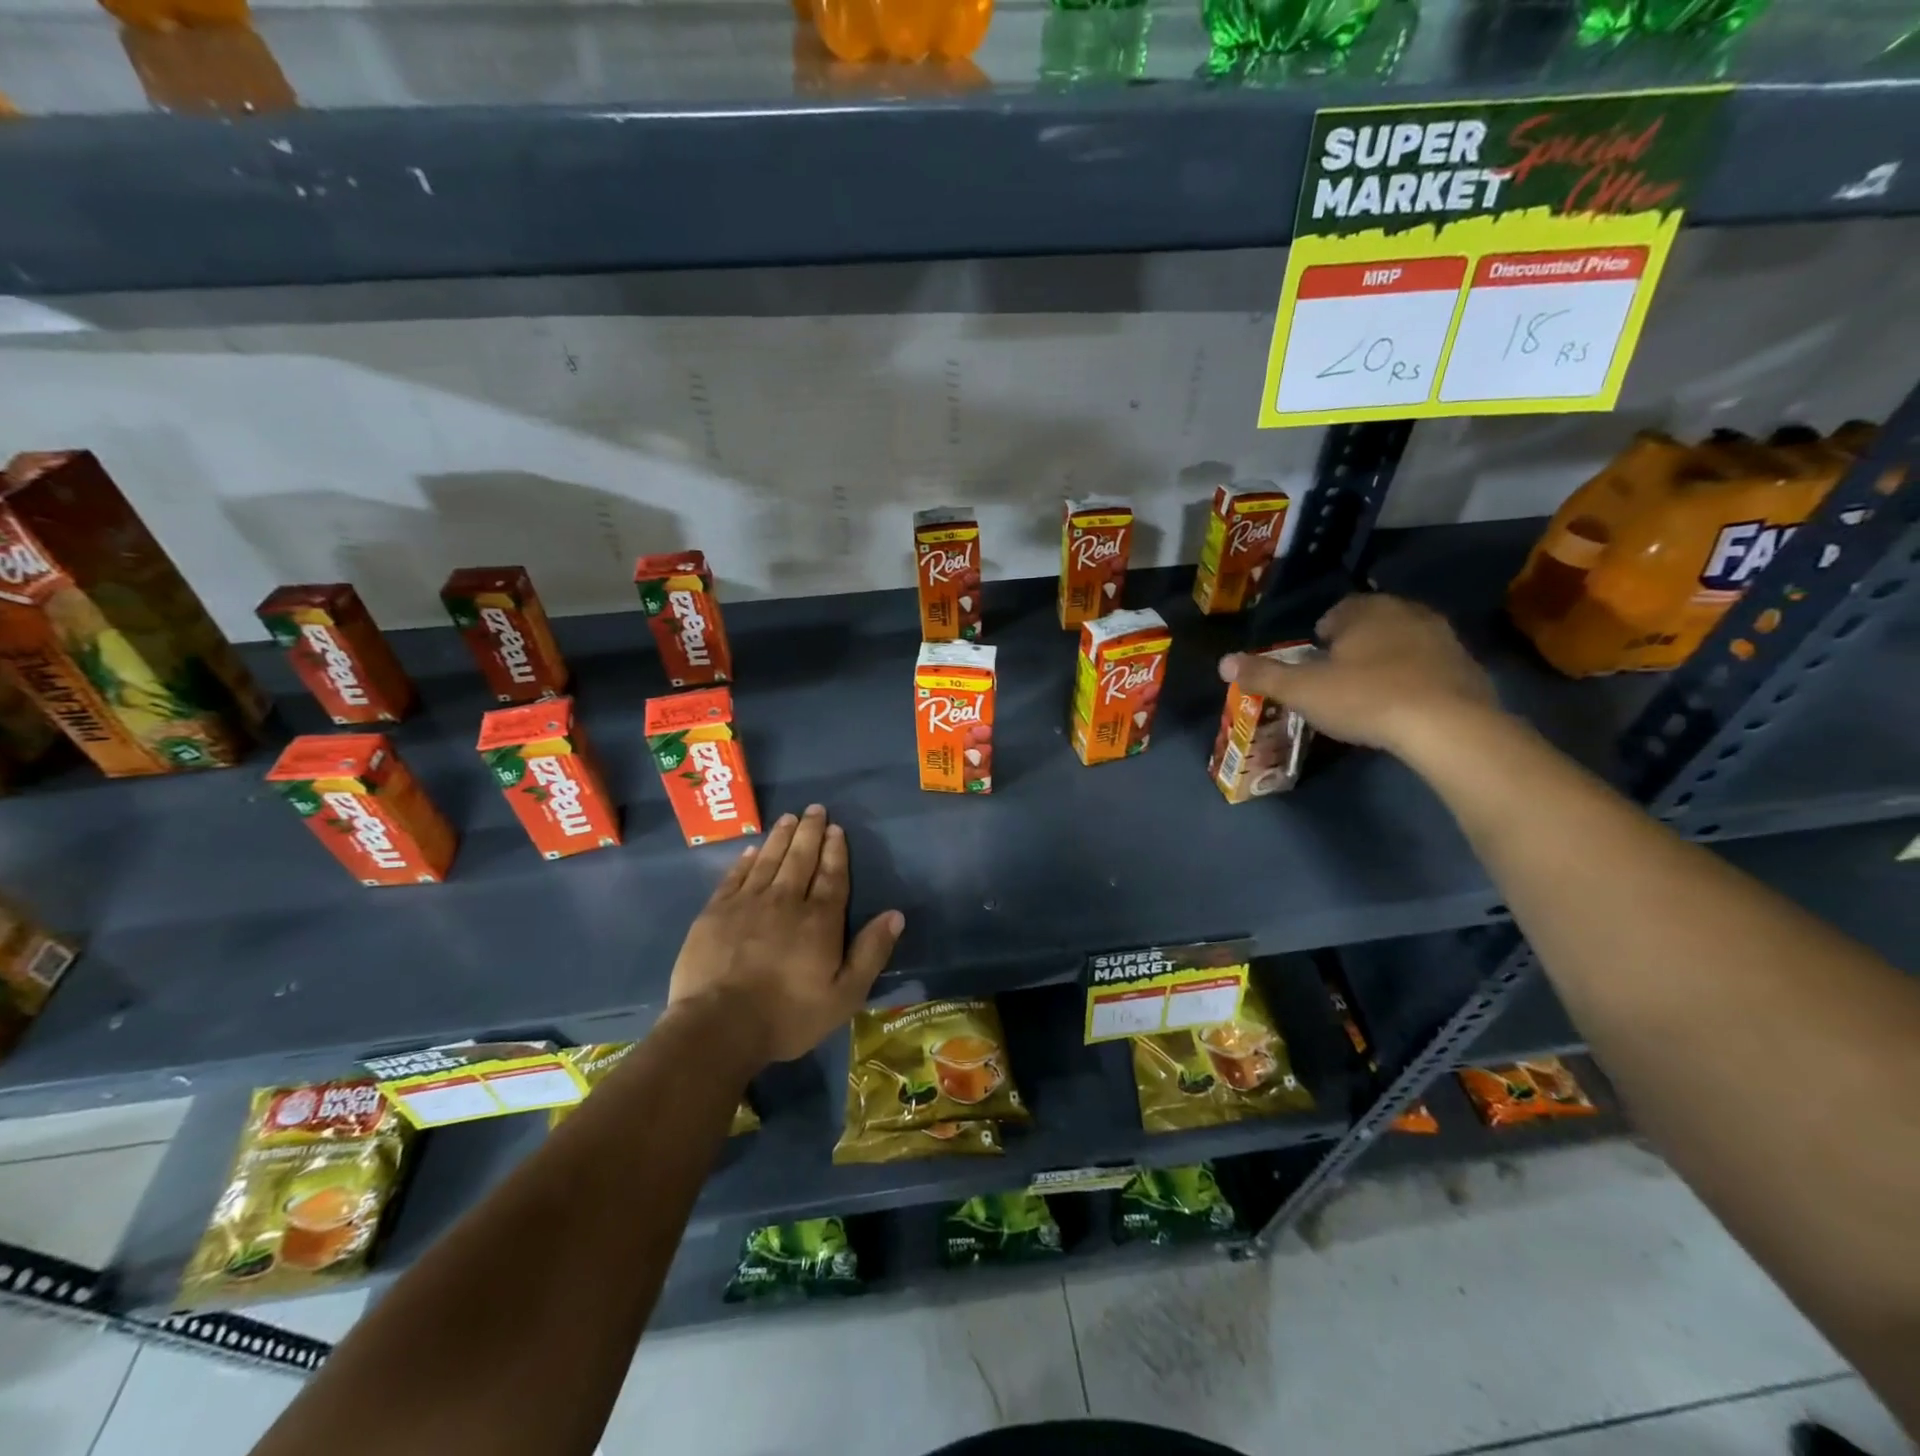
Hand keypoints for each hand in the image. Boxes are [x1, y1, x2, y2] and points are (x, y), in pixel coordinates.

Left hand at [668, 804, 903, 1066]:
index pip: (832, 876)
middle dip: (809, 832)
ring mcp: (747, 903)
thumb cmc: (788, 1015)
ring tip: (788, 818)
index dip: (835, 850)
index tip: (836, 828)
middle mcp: (786, 901)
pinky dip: (746, 860)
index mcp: (820, 920)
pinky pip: (735, 876)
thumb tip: (896, 915)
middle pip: (801, 859)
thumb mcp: (845, 995)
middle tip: (814, 809)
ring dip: (781, 837)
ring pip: (769, 860)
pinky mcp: (715, 912)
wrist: (719, 1025)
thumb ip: (871, 952)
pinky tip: (752, 850)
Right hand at [1218, 593, 1499, 756]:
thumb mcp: (1303, 690)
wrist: (1448, 725)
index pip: (1338, 610)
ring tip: (1370, 691)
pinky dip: (1415, 678)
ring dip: (1387, 659)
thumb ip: (1263, 675)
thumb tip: (1223, 662)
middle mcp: (1406, 612)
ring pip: (1403, 641)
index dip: (1322, 634)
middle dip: (1355, 643)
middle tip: (1338, 676)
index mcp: (1365, 611)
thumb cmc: (1365, 698)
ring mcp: (1442, 637)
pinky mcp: (1467, 666)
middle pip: (1372, 622)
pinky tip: (1404, 704)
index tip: (1315, 659)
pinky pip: (1430, 665)